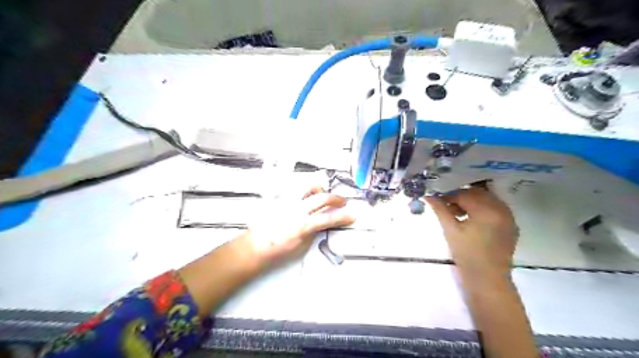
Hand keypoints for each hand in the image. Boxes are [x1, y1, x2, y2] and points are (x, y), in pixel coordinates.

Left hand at [245, 187, 354, 265]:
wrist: (255, 246)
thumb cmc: (278, 250)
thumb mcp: (301, 246)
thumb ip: (313, 231)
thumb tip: (322, 223)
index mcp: (303, 225)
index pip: (329, 218)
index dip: (343, 217)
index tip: (352, 216)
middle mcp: (297, 209)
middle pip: (322, 198)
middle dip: (336, 199)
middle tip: (343, 202)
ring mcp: (287, 201)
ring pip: (307, 186)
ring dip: (319, 189)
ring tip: (322, 194)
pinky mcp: (279, 198)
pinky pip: (294, 189)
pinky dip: (304, 191)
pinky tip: (305, 196)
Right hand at [423, 186, 518, 280]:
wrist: (487, 279)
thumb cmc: (466, 255)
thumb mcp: (450, 230)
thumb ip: (440, 210)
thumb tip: (428, 196)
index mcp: (486, 211)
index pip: (465, 194)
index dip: (449, 196)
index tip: (438, 201)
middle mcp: (501, 210)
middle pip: (478, 193)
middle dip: (461, 196)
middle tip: (447, 206)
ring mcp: (509, 217)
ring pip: (487, 199)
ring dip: (472, 201)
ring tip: (458, 213)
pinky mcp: (511, 225)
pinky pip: (496, 208)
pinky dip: (483, 208)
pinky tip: (472, 219)